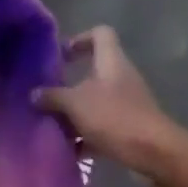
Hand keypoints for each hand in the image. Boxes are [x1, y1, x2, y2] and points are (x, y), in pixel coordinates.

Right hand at [33, 27, 179, 178]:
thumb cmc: (113, 117)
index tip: (61, 55)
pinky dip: (85, 135)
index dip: (80, 38)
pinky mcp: (128, 127)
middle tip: (47, 95)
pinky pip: (101, 126)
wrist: (152, 152)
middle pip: (94, 71)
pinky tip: (68, 150)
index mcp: (111, 61)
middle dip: (69, 84)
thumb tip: (34, 94)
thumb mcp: (75, 104)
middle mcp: (120, 77)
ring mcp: (126, 103)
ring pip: (95, 101)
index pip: (100, 34)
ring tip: (52, 124)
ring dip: (74, 112)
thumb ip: (53, 96)